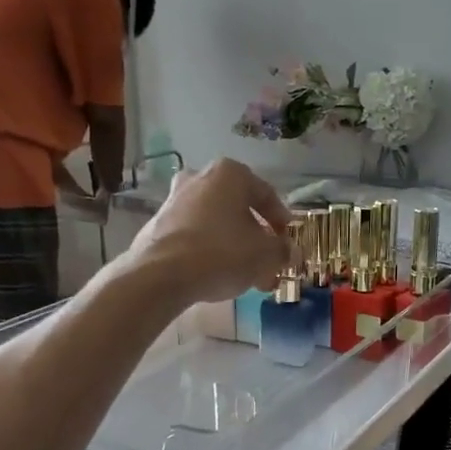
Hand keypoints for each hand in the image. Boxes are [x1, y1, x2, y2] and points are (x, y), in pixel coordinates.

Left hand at [123, 159, 290, 304]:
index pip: (267, 194)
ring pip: (217, 221)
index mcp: (230, 173)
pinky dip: (210, 248)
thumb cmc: (222, 253)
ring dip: (235, 245)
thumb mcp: (265, 255)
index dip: (283, 221)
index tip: (288, 242)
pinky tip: (218, 273)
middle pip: (239, 208)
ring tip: (247, 275)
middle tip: (268, 262)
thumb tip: (291, 252)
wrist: (161, 274)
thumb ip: (283, 250)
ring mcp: (176, 198)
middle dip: (257, 237)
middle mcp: (201, 177)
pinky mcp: (159, 222)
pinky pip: (195, 232)